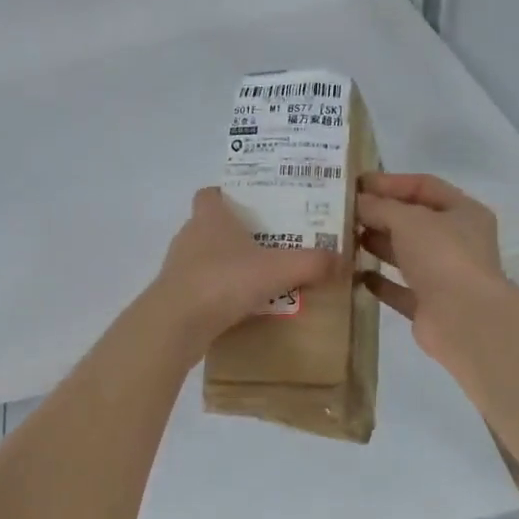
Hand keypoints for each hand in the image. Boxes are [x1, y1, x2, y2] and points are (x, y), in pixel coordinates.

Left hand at [153, 188, 337, 347]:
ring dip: (230, 266)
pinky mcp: (176, 297)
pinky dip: (221, 294)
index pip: (210, 193)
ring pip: (207, 259)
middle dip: (239, 234)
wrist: (175, 324)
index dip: (228, 194)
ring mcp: (179, 268)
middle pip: (212, 226)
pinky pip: (204, 288)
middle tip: (273, 244)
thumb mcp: (278, 269)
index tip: (255, 205)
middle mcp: (190, 236)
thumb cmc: (223, 281)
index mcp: (209, 217)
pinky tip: (245, 308)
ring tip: (263, 278)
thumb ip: (312, 262)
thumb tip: (343, 259)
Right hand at [356, 173, 505, 363]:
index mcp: (463, 212)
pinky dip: (378, 281)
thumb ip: (379, 207)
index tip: (356, 183)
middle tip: (342, 212)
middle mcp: (457, 241)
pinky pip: (399, 288)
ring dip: (376, 245)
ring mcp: (444, 275)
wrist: (463, 319)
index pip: (424, 186)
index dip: (390, 182)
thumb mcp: (408, 219)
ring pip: (405, 254)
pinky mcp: (428, 305)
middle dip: (379, 214)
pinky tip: (353, 274)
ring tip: (343, 238)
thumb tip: (357, 202)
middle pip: (413, 221)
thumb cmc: (442, 256)